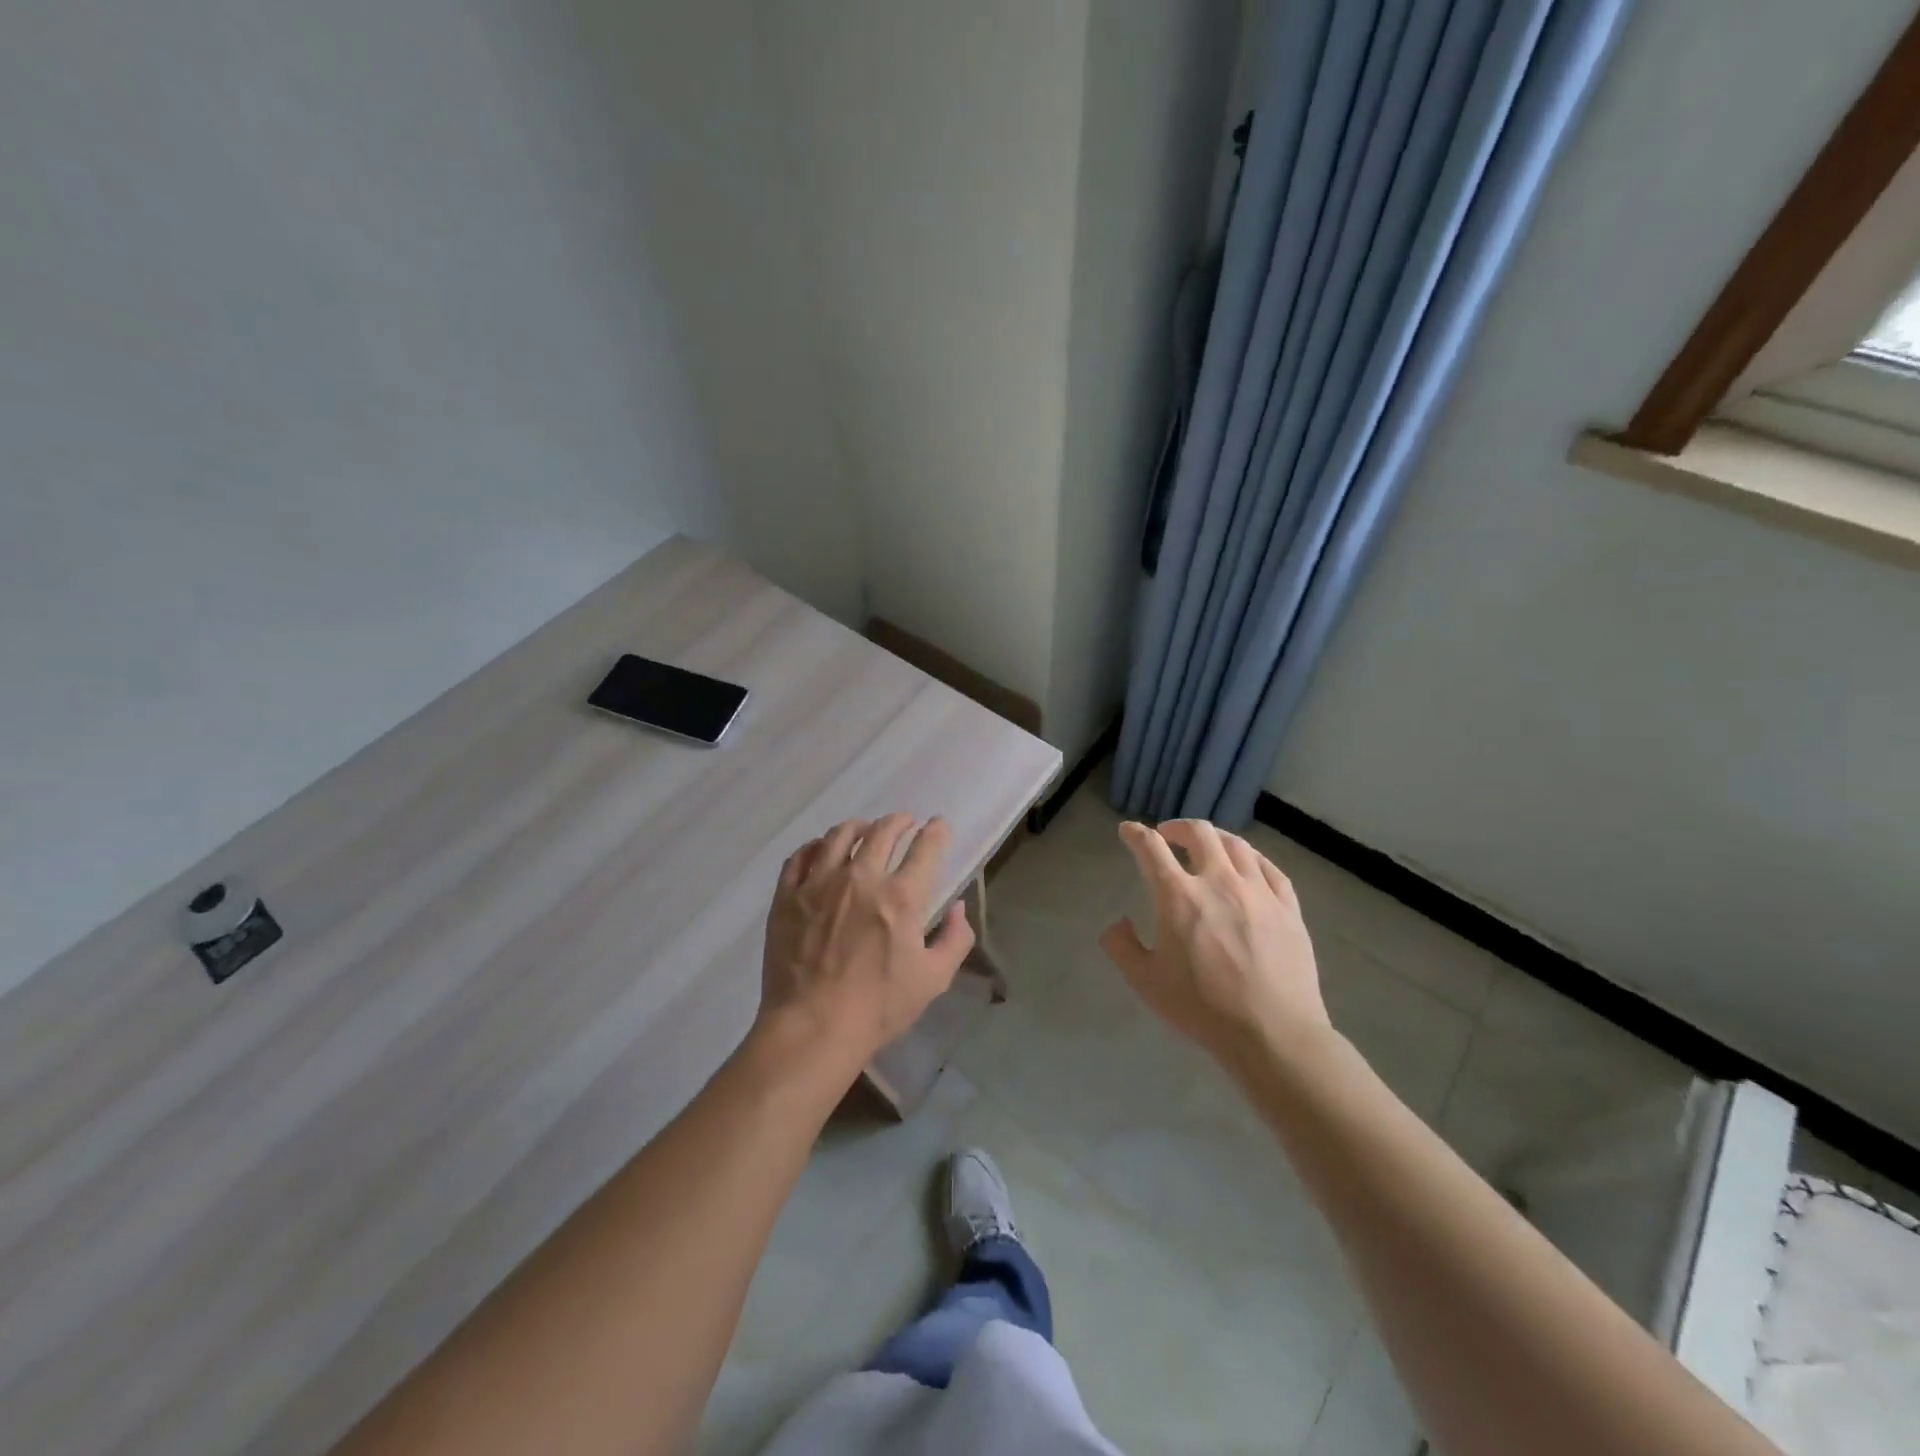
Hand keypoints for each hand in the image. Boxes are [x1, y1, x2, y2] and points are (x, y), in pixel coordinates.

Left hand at [756, 813, 975, 1072]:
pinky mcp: (787, 896)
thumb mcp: (933, 979)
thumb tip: (959, 908)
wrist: (812, 1028)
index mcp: (901, 897)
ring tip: (865, 829)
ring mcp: (819, 884)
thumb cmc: (878, 1008)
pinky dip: (815, 846)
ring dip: (859, 826)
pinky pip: (800, 857)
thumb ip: (954, 939)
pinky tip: (821, 849)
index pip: (925, 848)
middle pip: (882, 831)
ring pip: (839, 835)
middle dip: (899, 821)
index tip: (939, 825)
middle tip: (905, 822)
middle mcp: (861, 878)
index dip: (936, 831)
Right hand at [1099, 819, 1330, 1070]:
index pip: (1151, 848)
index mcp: (1178, 897)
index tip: (1128, 831)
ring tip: (1208, 847)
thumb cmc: (1202, 1008)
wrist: (1273, 1034)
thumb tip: (1118, 923)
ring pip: (1236, 845)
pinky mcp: (1288, 908)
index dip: (1136, 834)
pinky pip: (1270, 868)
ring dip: (1215, 838)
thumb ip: (1122, 946)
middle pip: (1199, 833)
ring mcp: (1258, 892)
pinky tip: (1247, 866)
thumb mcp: (1145, 982)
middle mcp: (1218, 882)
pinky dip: (1252, 858)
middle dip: (1177, 827)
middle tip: (1168, 836)